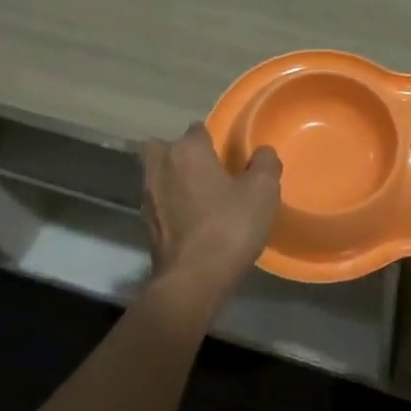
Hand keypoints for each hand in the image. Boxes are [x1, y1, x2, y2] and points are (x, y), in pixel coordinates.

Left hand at [140, 123, 281, 304]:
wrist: (192, 280)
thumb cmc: (229, 227)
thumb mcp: (263, 192)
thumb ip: (265, 163)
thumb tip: (262, 152)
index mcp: (187, 150)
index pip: (198, 129)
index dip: (214, 140)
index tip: (229, 156)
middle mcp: (160, 165)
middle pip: (167, 147)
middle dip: (182, 153)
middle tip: (207, 170)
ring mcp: (147, 195)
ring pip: (159, 174)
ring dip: (174, 179)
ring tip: (200, 195)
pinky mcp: (144, 223)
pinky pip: (159, 201)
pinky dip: (170, 204)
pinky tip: (191, 219)